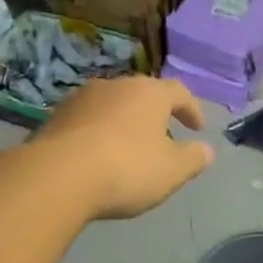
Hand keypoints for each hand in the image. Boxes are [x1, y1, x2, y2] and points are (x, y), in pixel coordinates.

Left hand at [31, 75, 215, 219]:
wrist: (57, 176)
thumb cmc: (127, 168)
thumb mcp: (172, 170)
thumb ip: (194, 158)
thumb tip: (206, 150)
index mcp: (149, 93)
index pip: (179, 92)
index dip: (191, 109)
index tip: (198, 129)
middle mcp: (115, 85)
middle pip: (142, 95)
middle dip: (155, 115)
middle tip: (162, 138)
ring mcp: (81, 99)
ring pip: (112, 107)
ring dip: (123, 123)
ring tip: (128, 148)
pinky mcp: (55, 117)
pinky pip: (87, 122)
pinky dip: (98, 135)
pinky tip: (97, 157)